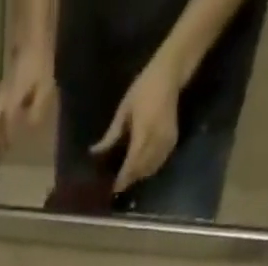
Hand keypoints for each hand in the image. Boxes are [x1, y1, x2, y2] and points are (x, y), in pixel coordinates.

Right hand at [0, 47, 55, 162]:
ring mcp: (2, 92)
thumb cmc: (39, 63)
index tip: (3, 158)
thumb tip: (27, 127)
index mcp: (11, 99)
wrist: (33, 39)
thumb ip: (35, 110)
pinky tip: (3, 133)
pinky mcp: (5, 90)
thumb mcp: (44, 89)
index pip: (4, 126)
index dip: (4, 142)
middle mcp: (3, 97)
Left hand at [91, 60, 181, 193]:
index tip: (113, 188)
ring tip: (127, 179)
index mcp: (143, 130)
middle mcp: (157, 139)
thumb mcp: (124, 110)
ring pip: (151, 168)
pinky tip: (140, 170)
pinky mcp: (172, 141)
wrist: (170, 74)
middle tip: (118, 186)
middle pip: (142, 169)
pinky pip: (160, 162)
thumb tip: (95, 152)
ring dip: (139, 176)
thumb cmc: (144, 88)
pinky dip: (149, 169)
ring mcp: (167, 141)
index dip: (123, 178)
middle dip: (130, 179)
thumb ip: (111, 134)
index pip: (132, 163)